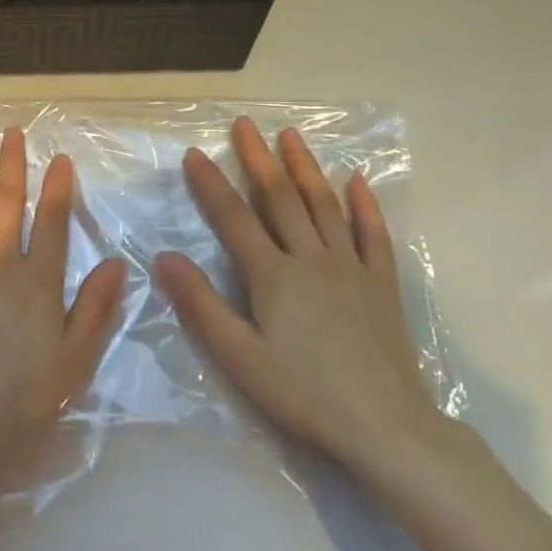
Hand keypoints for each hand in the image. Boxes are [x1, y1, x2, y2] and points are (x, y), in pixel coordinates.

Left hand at [0, 128, 127, 478]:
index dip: (57, 189)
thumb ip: (95, 309)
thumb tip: (115, 264)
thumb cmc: (16, 398)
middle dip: (11, 166)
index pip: (51, 224)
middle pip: (5, 205)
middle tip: (11, 132)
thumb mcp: (73, 361)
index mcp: (37, 282)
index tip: (59, 158)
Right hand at [154, 117, 441, 471]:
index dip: (211, 184)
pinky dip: (364, 204)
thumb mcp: (239, 357)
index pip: (234, 218)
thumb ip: (201, 305)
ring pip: (324, 204)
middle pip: (280, 198)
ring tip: (290, 136)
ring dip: (305, 167)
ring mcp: (351, 267)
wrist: (386, 426)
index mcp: (273, 276)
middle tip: (244, 124)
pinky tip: (358, 181)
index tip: (194, 153)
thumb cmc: (304, 393)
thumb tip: (165, 258)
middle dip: (258, 158)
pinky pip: (373, 234)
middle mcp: (311, 258)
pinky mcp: (382, 283)